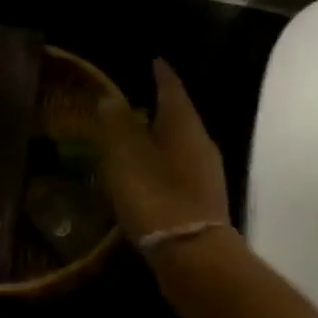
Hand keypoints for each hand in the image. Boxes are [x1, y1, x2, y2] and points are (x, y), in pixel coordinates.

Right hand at [94, 59, 231, 243]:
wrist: (193, 257)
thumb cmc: (157, 197)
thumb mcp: (127, 157)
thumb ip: (117, 125)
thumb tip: (111, 99)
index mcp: (184, 126)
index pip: (173, 89)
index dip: (162, 74)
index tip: (154, 60)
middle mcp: (201, 144)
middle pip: (180, 116)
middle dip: (161, 105)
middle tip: (139, 97)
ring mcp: (206, 174)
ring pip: (181, 144)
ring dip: (160, 137)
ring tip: (137, 135)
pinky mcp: (202, 201)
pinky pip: (179, 169)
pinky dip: (162, 163)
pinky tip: (147, 173)